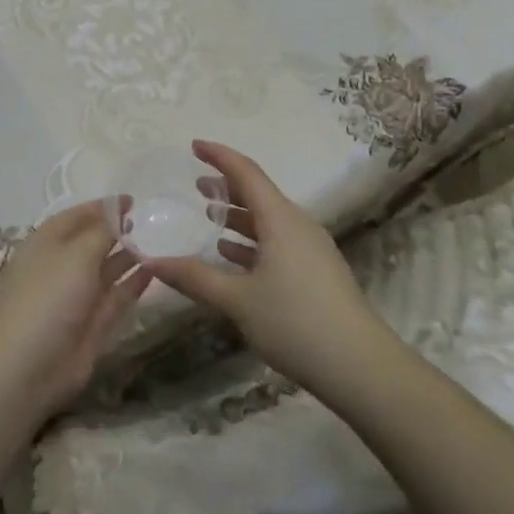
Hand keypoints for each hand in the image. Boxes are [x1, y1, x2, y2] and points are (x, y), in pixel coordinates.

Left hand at [0, 199, 151, 416]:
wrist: (26, 368)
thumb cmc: (47, 297)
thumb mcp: (76, 254)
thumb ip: (102, 231)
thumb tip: (117, 208)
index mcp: (46, 243)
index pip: (77, 216)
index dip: (103, 207)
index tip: (133, 200)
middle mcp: (61, 266)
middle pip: (92, 242)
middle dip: (118, 231)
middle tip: (152, 220)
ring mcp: (76, 297)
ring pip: (106, 270)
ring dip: (129, 256)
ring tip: (160, 241)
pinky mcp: (92, 325)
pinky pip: (116, 297)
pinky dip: (134, 283)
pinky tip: (155, 269)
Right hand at [149, 141, 387, 397]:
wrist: (361, 368)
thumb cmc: (295, 323)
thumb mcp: (238, 300)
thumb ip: (195, 277)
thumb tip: (151, 261)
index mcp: (280, 219)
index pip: (246, 172)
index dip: (219, 156)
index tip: (193, 146)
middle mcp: (297, 225)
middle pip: (258, 193)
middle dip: (226, 186)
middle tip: (196, 185)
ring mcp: (311, 249)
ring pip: (268, 220)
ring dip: (239, 215)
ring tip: (209, 217)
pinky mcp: (316, 272)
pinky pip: (278, 241)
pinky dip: (252, 240)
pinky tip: (233, 256)